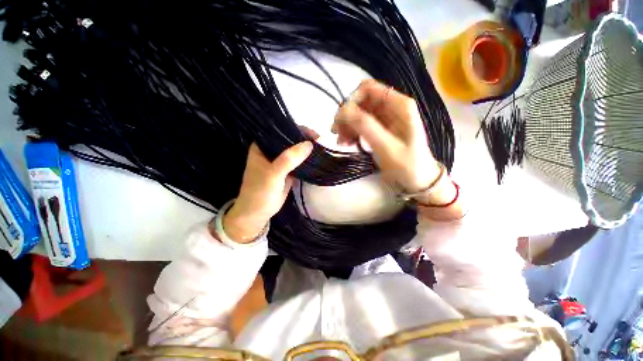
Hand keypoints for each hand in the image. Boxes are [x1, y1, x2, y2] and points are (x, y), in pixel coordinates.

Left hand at [222, 141, 312, 242]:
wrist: (257, 213)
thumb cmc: (260, 192)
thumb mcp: (273, 174)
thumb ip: (289, 159)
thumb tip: (310, 144)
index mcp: (262, 146)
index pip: (281, 131)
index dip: (298, 130)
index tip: (315, 135)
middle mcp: (271, 150)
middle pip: (290, 140)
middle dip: (305, 140)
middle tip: (321, 142)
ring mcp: (280, 161)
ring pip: (295, 151)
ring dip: (307, 150)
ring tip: (322, 149)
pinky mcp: (287, 170)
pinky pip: (298, 162)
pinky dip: (307, 161)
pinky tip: (316, 159)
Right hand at [333, 79, 439, 192]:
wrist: (417, 180)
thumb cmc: (407, 164)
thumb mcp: (387, 147)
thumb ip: (366, 127)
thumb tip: (343, 110)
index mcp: (399, 105)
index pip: (368, 89)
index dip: (351, 100)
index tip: (341, 119)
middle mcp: (390, 107)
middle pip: (360, 101)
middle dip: (346, 115)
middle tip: (336, 132)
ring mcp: (383, 119)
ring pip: (357, 114)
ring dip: (346, 125)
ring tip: (341, 142)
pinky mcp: (378, 130)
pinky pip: (359, 125)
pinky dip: (350, 132)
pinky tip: (346, 143)